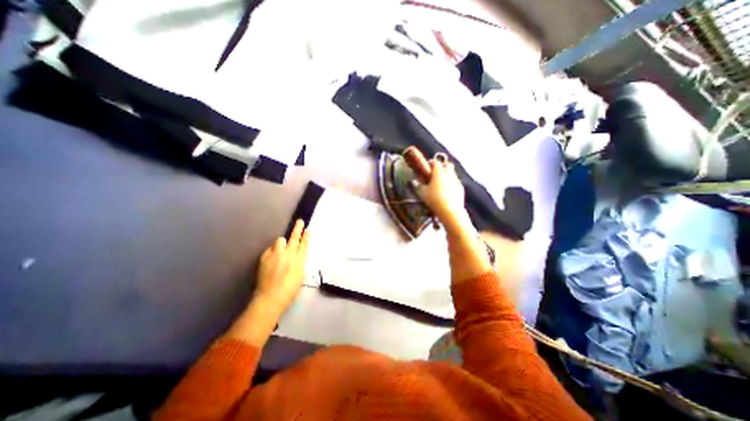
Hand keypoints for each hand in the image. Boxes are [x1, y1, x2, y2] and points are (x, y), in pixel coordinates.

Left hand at [253, 220, 308, 311]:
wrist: (270, 297)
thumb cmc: (290, 290)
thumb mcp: (300, 275)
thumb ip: (299, 263)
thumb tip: (297, 257)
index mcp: (300, 260)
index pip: (304, 244)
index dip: (306, 236)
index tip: (308, 229)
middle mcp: (289, 254)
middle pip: (294, 238)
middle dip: (297, 229)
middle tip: (299, 221)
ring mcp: (276, 255)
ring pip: (280, 240)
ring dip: (282, 243)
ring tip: (281, 248)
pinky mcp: (265, 257)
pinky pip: (270, 249)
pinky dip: (273, 251)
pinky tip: (272, 257)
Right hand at [416, 158, 466, 223]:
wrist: (450, 211)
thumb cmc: (434, 200)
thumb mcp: (422, 193)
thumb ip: (418, 186)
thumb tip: (414, 182)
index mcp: (439, 172)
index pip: (435, 162)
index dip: (431, 163)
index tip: (427, 166)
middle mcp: (449, 174)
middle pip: (447, 164)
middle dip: (442, 166)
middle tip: (436, 172)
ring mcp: (456, 181)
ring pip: (453, 173)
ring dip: (447, 175)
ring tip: (441, 183)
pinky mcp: (461, 188)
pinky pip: (456, 182)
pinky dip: (452, 183)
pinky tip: (447, 191)